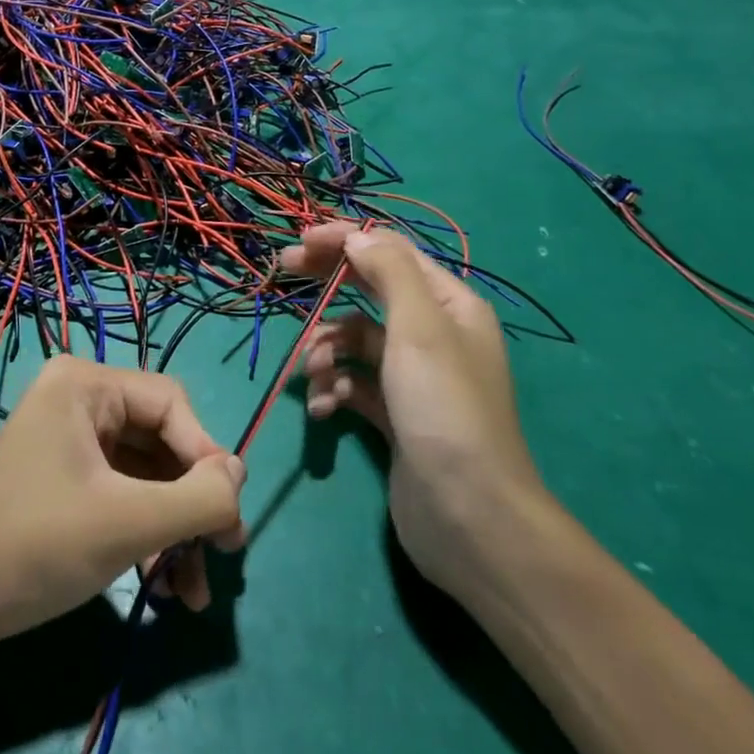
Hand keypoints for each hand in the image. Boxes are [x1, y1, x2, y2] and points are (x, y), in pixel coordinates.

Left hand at [0, 356, 245, 648]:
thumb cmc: (38, 545)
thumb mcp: (128, 522)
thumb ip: (198, 498)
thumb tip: (240, 473)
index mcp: (85, 384)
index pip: (171, 405)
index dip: (207, 457)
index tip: (229, 519)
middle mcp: (79, 400)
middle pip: (160, 442)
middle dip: (192, 504)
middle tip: (222, 556)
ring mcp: (70, 442)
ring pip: (146, 476)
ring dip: (174, 531)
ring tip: (191, 594)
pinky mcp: (66, 480)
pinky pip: (123, 495)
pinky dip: (147, 536)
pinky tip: (163, 587)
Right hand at [281, 224, 544, 595]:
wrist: (469, 516)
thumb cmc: (444, 409)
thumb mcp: (419, 328)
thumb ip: (388, 272)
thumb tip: (356, 237)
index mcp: (447, 304)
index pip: (390, 251)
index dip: (345, 240)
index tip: (300, 243)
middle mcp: (432, 333)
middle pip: (369, 288)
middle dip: (327, 281)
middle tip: (284, 270)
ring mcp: (412, 376)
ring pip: (354, 339)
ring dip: (326, 348)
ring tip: (313, 372)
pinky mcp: (394, 413)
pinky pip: (353, 383)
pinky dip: (333, 387)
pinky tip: (322, 408)